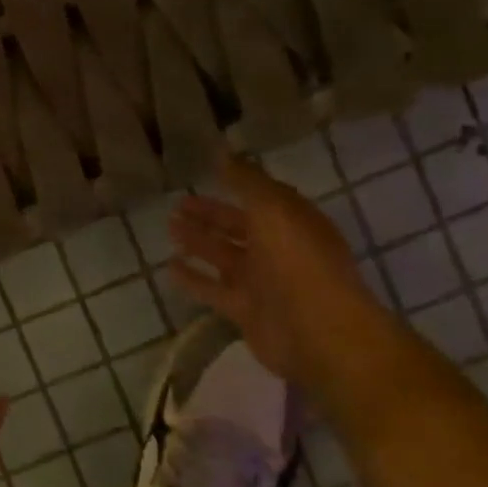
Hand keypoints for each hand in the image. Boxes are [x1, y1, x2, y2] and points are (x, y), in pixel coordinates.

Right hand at [168, 156, 397, 398]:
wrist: (318, 331)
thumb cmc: (298, 260)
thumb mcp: (273, 208)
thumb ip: (247, 181)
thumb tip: (224, 154)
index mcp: (292, 222)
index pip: (261, 198)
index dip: (236, 185)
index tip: (207, 174)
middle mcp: (278, 250)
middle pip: (238, 227)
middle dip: (210, 215)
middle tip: (177, 204)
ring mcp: (262, 283)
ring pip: (223, 256)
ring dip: (198, 242)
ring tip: (170, 227)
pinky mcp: (245, 311)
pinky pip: (213, 289)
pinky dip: (193, 278)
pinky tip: (170, 267)